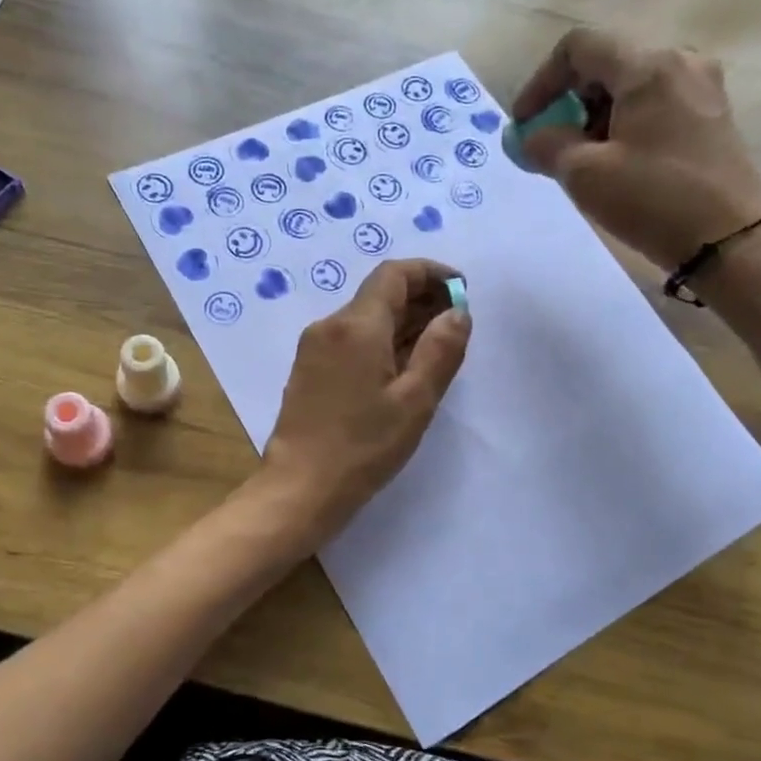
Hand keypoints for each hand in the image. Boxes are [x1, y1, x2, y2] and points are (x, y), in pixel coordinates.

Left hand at [259, 259, 470, 543]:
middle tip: (456, 323)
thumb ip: (441, 350)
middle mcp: (329, 325)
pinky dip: (381, 341)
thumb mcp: (415, 401)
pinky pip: (351, 340)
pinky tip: (401, 368)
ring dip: (402, 322)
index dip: (431, 273)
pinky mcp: (308, 370)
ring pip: (365, 318)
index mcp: (356, 325)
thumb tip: (457, 312)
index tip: (461, 290)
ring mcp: (314, 347)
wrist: (299, 488)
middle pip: (379, 294)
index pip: (395, 274)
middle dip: (421, 299)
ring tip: (437, 346)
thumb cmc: (363, 447)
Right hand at [512, 28, 760, 268]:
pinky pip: (655, 104)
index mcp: (648, 66)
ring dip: (595, 116)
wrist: (730, 241)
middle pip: (607, 63)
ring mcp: (702, 88)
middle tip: (552, 145)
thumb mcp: (584, 174)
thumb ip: (547, 145)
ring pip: (631, 85)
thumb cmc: (653, 200)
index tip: (525, 124)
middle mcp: (680, 62)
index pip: (579, 47)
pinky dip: (624, 124)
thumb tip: (532, 136)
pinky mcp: (712, 116)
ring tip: (583, 160)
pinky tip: (616, 163)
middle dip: (569, 101)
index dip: (541, 81)